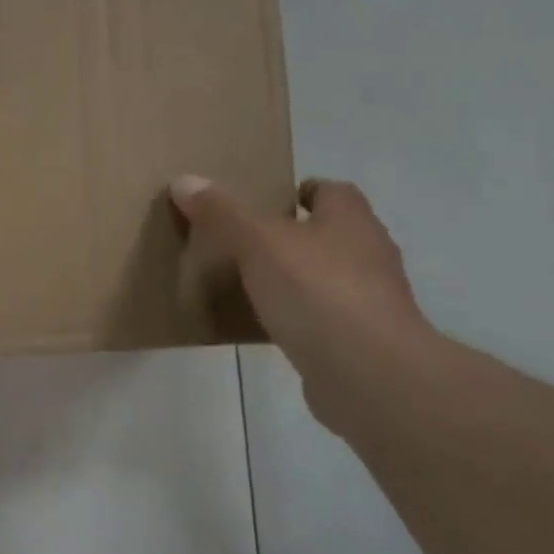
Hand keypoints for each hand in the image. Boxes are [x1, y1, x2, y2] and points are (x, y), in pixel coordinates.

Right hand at [169, 174, 434, 425]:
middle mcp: (367, 253)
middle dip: (291, 235)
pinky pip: (321, 318)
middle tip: (241, 241)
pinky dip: (296, 317)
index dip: (300, 191)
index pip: (331, 191)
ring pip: (325, 276)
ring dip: (294, 278)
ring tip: (246, 283)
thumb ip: (221, 213)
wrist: (367, 372)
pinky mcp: (359, 340)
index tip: (263, 202)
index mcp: (350, 220)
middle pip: (327, 233)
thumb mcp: (256, 242)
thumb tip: (184, 181)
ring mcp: (368, 300)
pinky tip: (264, 325)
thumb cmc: (317, 290)